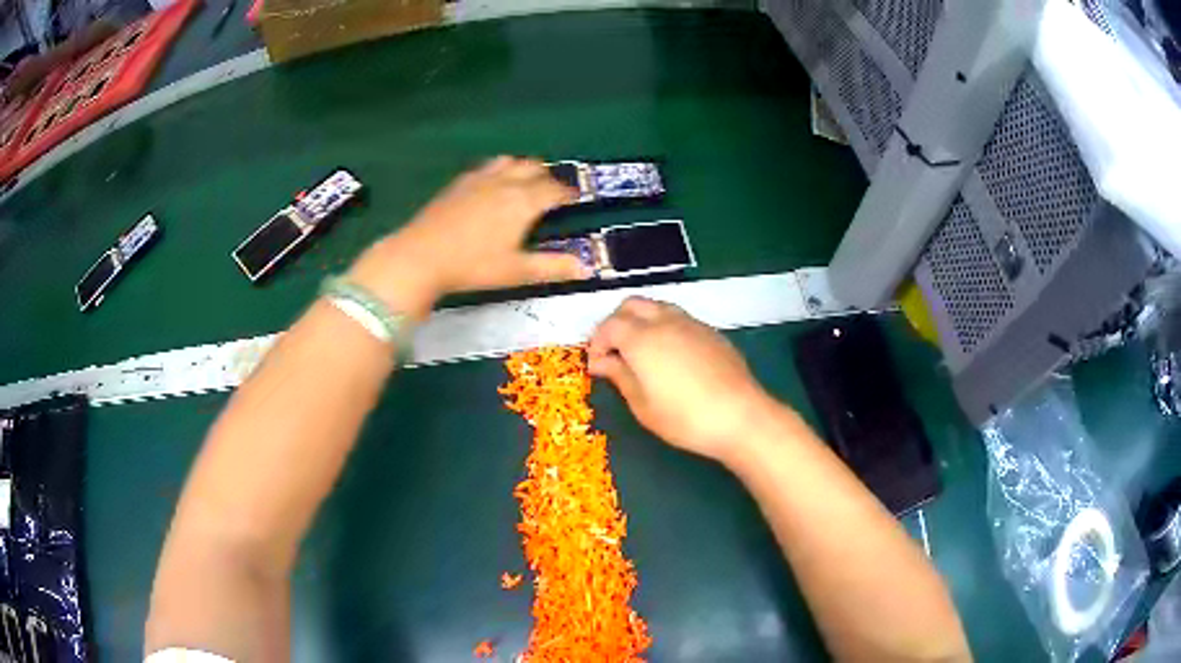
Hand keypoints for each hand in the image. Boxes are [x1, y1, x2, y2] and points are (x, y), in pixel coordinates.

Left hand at [349, 157, 585, 316]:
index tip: (576, 199)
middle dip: (548, 177)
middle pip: (534, 168)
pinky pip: (487, 166)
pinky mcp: (458, 182)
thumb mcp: (515, 271)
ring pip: (510, 161)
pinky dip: (499, 170)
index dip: (568, 194)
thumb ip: (551, 267)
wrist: (421, 256)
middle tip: (552, 193)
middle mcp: (505, 182)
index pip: (554, 190)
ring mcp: (479, 179)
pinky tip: (492, 184)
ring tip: (525, 182)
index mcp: (523, 202)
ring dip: (523, 168)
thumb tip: (585, 268)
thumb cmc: (472, 266)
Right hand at [588, 298, 783, 463]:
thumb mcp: (643, 405)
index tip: (596, 366)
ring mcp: (690, 323)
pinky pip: (678, 318)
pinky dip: (663, 326)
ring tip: (640, 352)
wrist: (740, 416)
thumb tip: (602, 362)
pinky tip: (669, 355)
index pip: (608, 326)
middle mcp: (664, 321)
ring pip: (656, 307)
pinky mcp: (710, 331)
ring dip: (640, 321)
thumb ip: (620, 376)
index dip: (596, 344)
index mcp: (641, 338)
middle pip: (631, 305)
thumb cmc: (684, 418)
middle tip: (614, 352)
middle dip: (616, 323)